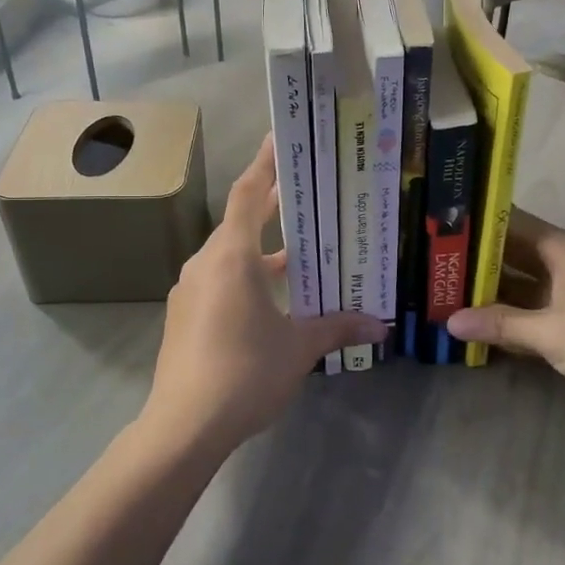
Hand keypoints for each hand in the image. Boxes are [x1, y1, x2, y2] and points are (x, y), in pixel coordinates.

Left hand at [145, 135, 384, 452]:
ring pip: (229, 255)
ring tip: (300, 252)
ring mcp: (190, 290)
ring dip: (261, 249)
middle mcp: (206, 263)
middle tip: (306, 192)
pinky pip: (219, 280)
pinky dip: (246, 277)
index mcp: (232, 257)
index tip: (280, 139)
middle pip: (239, 221)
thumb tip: (381, 326)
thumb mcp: (299, 348)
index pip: (247, 193)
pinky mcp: (184, 316)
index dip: (265, 164)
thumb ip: (338, 328)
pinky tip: (272, 299)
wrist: (183, 426)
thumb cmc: (245, 373)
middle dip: (270, 205)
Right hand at [446, 210, 564, 405]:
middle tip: (435, 267)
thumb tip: (450, 322)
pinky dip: (516, 310)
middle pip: (514, 253)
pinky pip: (539, 302)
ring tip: (450, 293)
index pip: (510, 223)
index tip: (440, 231)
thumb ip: (501, 324)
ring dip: (495, 289)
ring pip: (525, 281)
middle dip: (478, 262)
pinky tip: (486, 322)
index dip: (476, 226)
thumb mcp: (551, 334)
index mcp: (562, 249)